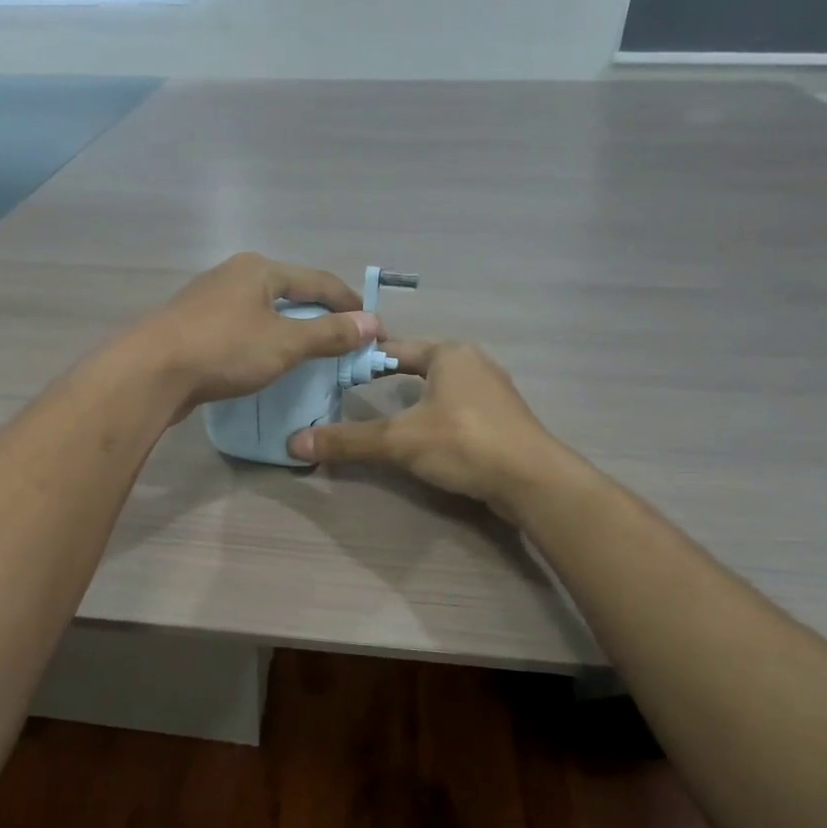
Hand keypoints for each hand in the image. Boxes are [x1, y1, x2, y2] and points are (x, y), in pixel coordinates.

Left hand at [129, 253, 378, 410]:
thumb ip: (329, 334)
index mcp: (259, 269)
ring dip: (288, 329)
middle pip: (289, 292)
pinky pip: (240, 328)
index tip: (372, 327)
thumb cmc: (224, 350)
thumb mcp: (285, 343)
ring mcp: (208, 300)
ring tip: (308, 353)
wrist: (151, 372)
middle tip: (342, 340)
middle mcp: (233, 275)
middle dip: (318, 315)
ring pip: (261, 311)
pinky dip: (261, 341)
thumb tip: (372, 323)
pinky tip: (264, 361)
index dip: (348, 303)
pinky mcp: (191, 326)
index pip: (318, 281)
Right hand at [288, 341, 579, 520]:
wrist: (532, 480)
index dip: (366, 358)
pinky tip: (425, 438)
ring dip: (416, 399)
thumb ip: (349, 441)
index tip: (338, 371)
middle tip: (355, 394)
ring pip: (442, 389)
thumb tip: (294, 442)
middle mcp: (474, 363)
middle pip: (420, 365)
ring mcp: (494, 392)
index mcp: (449, 353)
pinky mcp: (504, 421)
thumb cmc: (463, 443)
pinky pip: (460, 411)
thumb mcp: (399, 440)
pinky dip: (438, 418)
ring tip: (386, 416)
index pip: (397, 347)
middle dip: (391, 377)